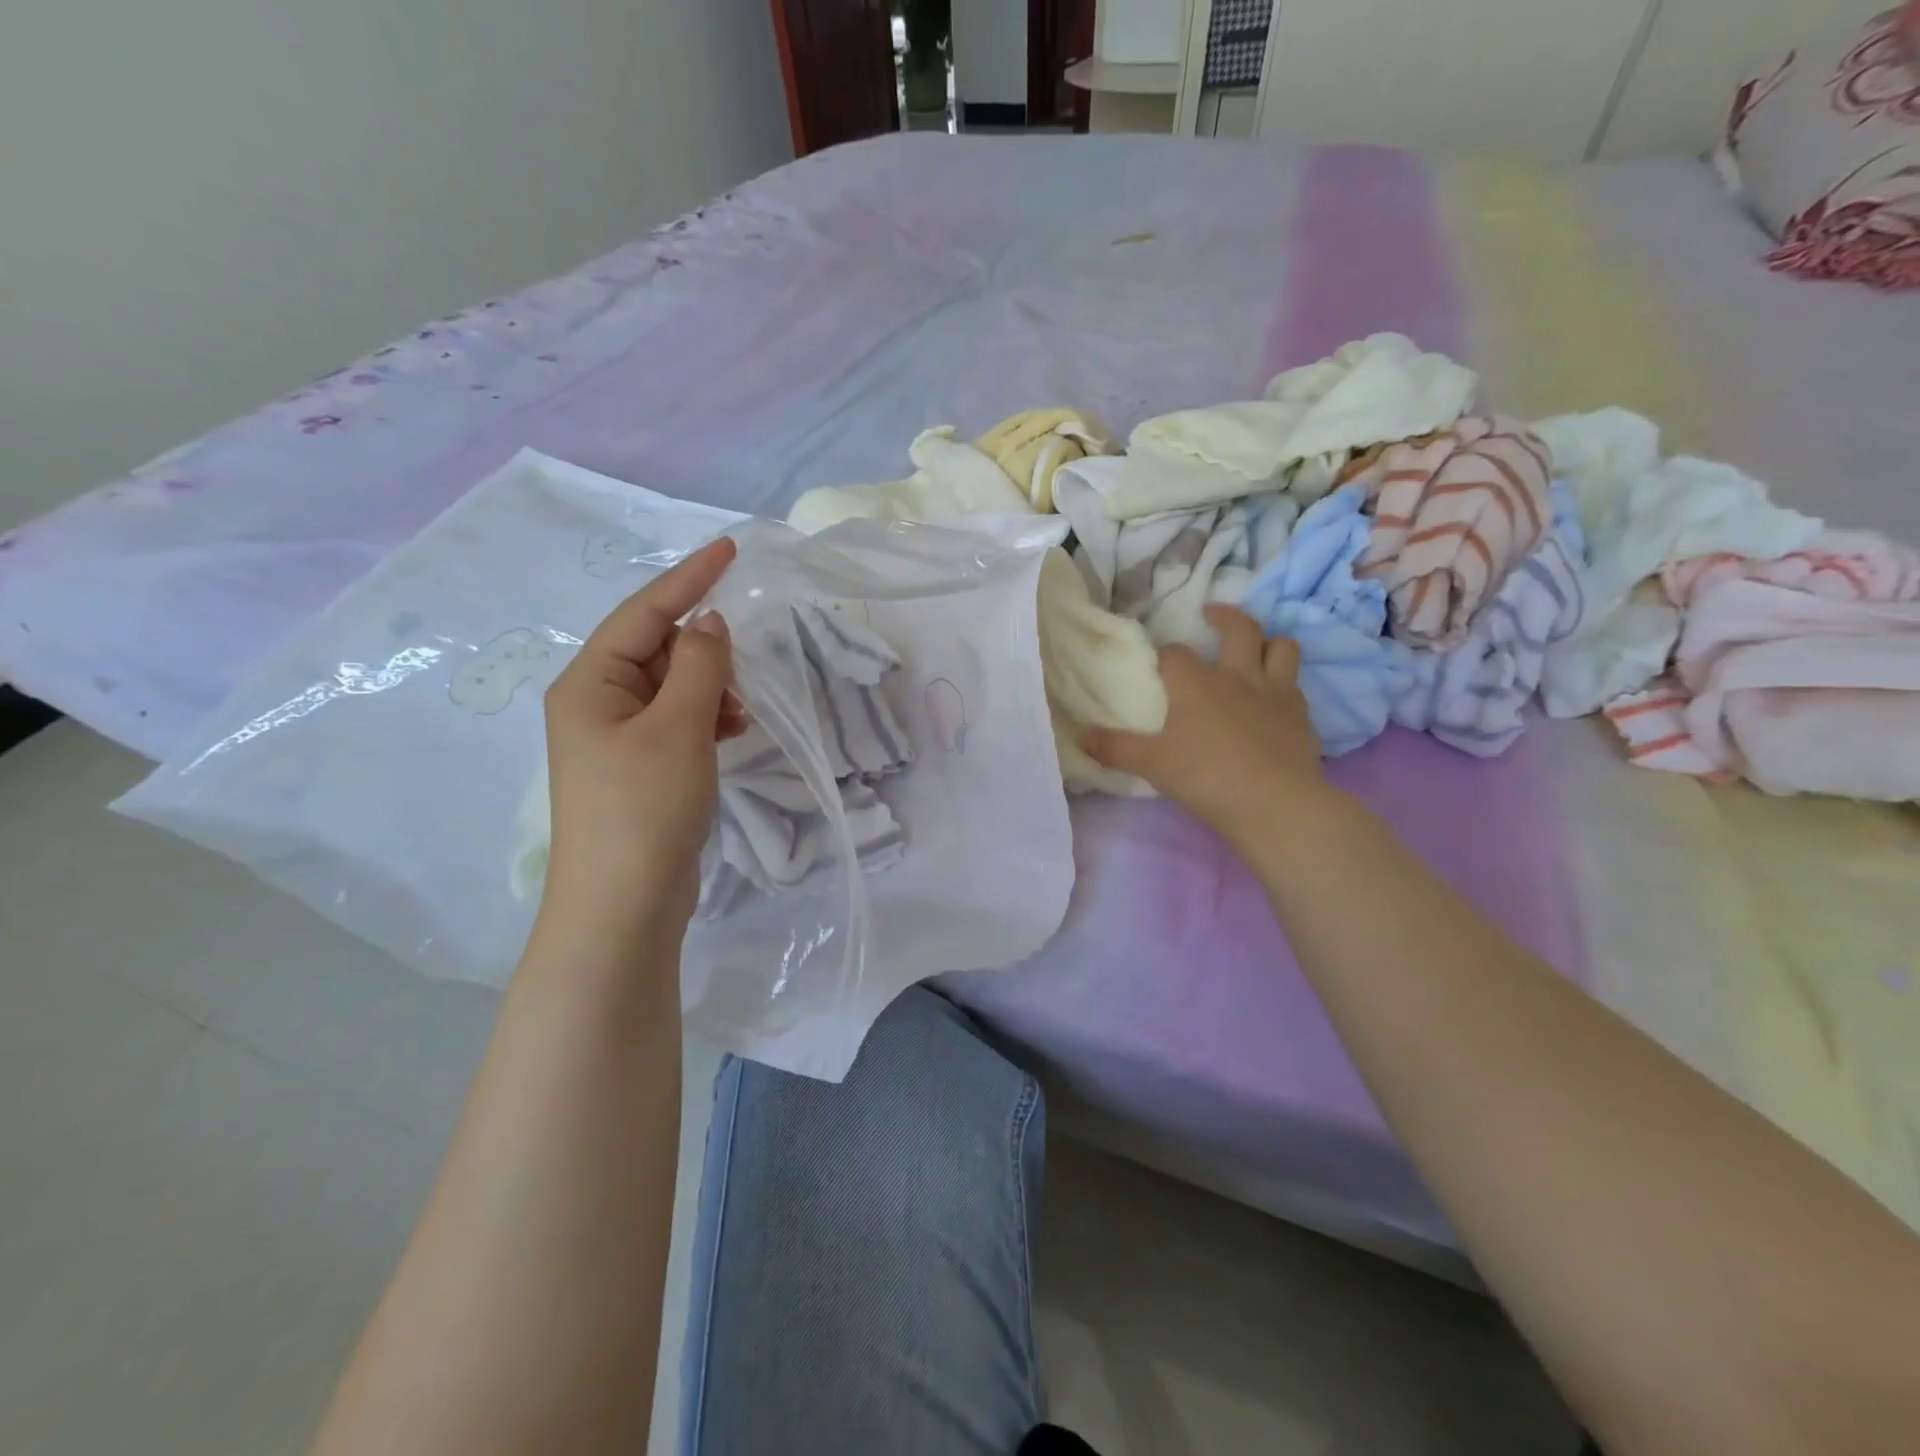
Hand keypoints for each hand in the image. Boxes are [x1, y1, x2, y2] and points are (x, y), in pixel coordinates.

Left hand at [540, 537, 746, 946]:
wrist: (622, 906)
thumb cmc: (644, 808)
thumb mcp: (678, 727)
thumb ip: (698, 665)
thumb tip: (709, 622)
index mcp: (589, 683)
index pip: (644, 612)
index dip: (688, 577)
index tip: (731, 548)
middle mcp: (595, 703)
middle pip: (656, 649)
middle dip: (704, 651)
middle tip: (745, 668)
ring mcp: (615, 739)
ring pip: (671, 688)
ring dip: (709, 688)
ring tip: (739, 714)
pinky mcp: (638, 768)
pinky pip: (676, 721)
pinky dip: (705, 718)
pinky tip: (729, 732)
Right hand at [1082, 605, 1330, 847]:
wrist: (1274, 803)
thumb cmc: (1206, 778)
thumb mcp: (1152, 765)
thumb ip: (1116, 749)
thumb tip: (1080, 737)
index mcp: (1197, 684)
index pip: (1175, 654)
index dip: (1164, 654)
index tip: (1157, 662)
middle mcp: (1238, 677)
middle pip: (1240, 628)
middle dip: (1225, 616)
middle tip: (1212, 614)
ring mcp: (1276, 693)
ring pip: (1282, 647)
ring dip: (1268, 642)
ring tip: (1255, 648)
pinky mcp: (1301, 716)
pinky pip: (1296, 686)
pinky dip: (1285, 684)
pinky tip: (1274, 700)